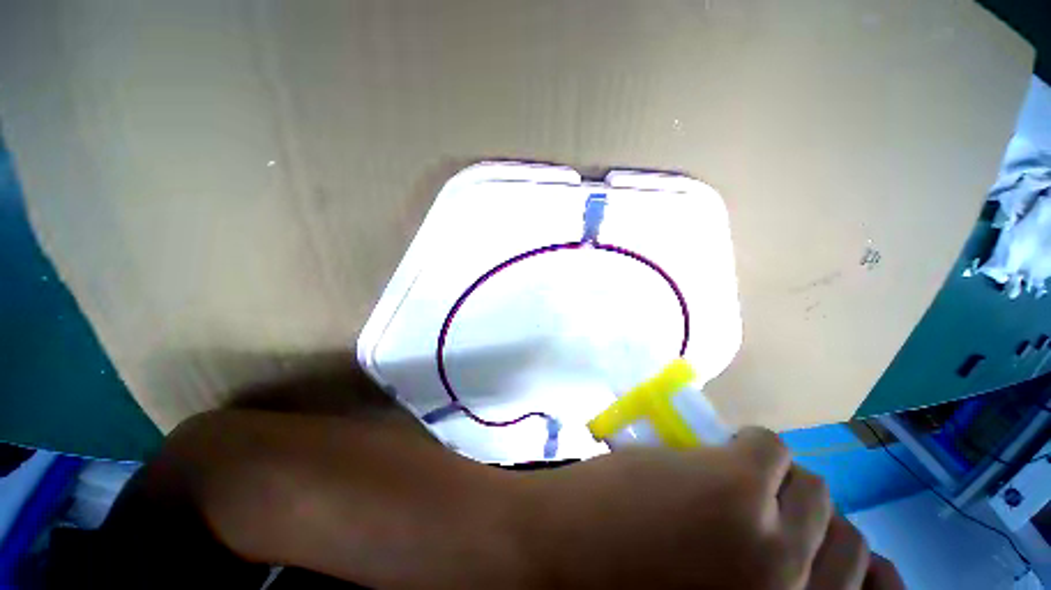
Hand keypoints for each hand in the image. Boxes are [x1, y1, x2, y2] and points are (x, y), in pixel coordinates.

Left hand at [519, 427, 902, 588]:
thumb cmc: (625, 585)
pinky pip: (767, 446)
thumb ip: (758, 584)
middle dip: (807, 513)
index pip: (860, 583)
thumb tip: (790, 549)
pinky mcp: (733, 487)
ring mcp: (769, 541)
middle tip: (767, 502)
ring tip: (739, 476)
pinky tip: (718, 450)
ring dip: (780, 478)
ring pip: (813, 487)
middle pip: (844, 535)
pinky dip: (752, 445)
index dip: (836, 555)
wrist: (555, 557)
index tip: (810, 540)